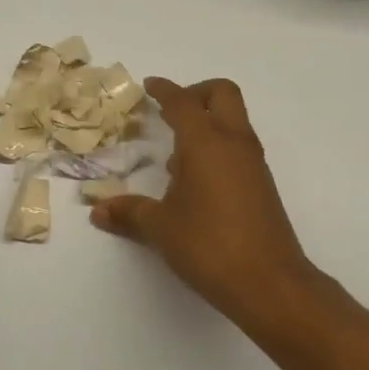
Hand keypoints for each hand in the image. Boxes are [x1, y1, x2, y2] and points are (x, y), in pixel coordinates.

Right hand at [91, 77, 313, 326]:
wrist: (269, 283)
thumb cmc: (209, 246)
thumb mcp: (160, 227)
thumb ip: (129, 212)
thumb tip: (98, 210)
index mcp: (206, 143)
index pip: (183, 102)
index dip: (164, 90)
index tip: (149, 86)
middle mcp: (234, 144)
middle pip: (222, 94)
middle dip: (195, 94)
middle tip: (169, 113)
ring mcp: (253, 164)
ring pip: (233, 121)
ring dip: (206, 124)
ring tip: (175, 158)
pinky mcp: (262, 185)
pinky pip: (237, 148)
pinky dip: (217, 148)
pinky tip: (195, 183)